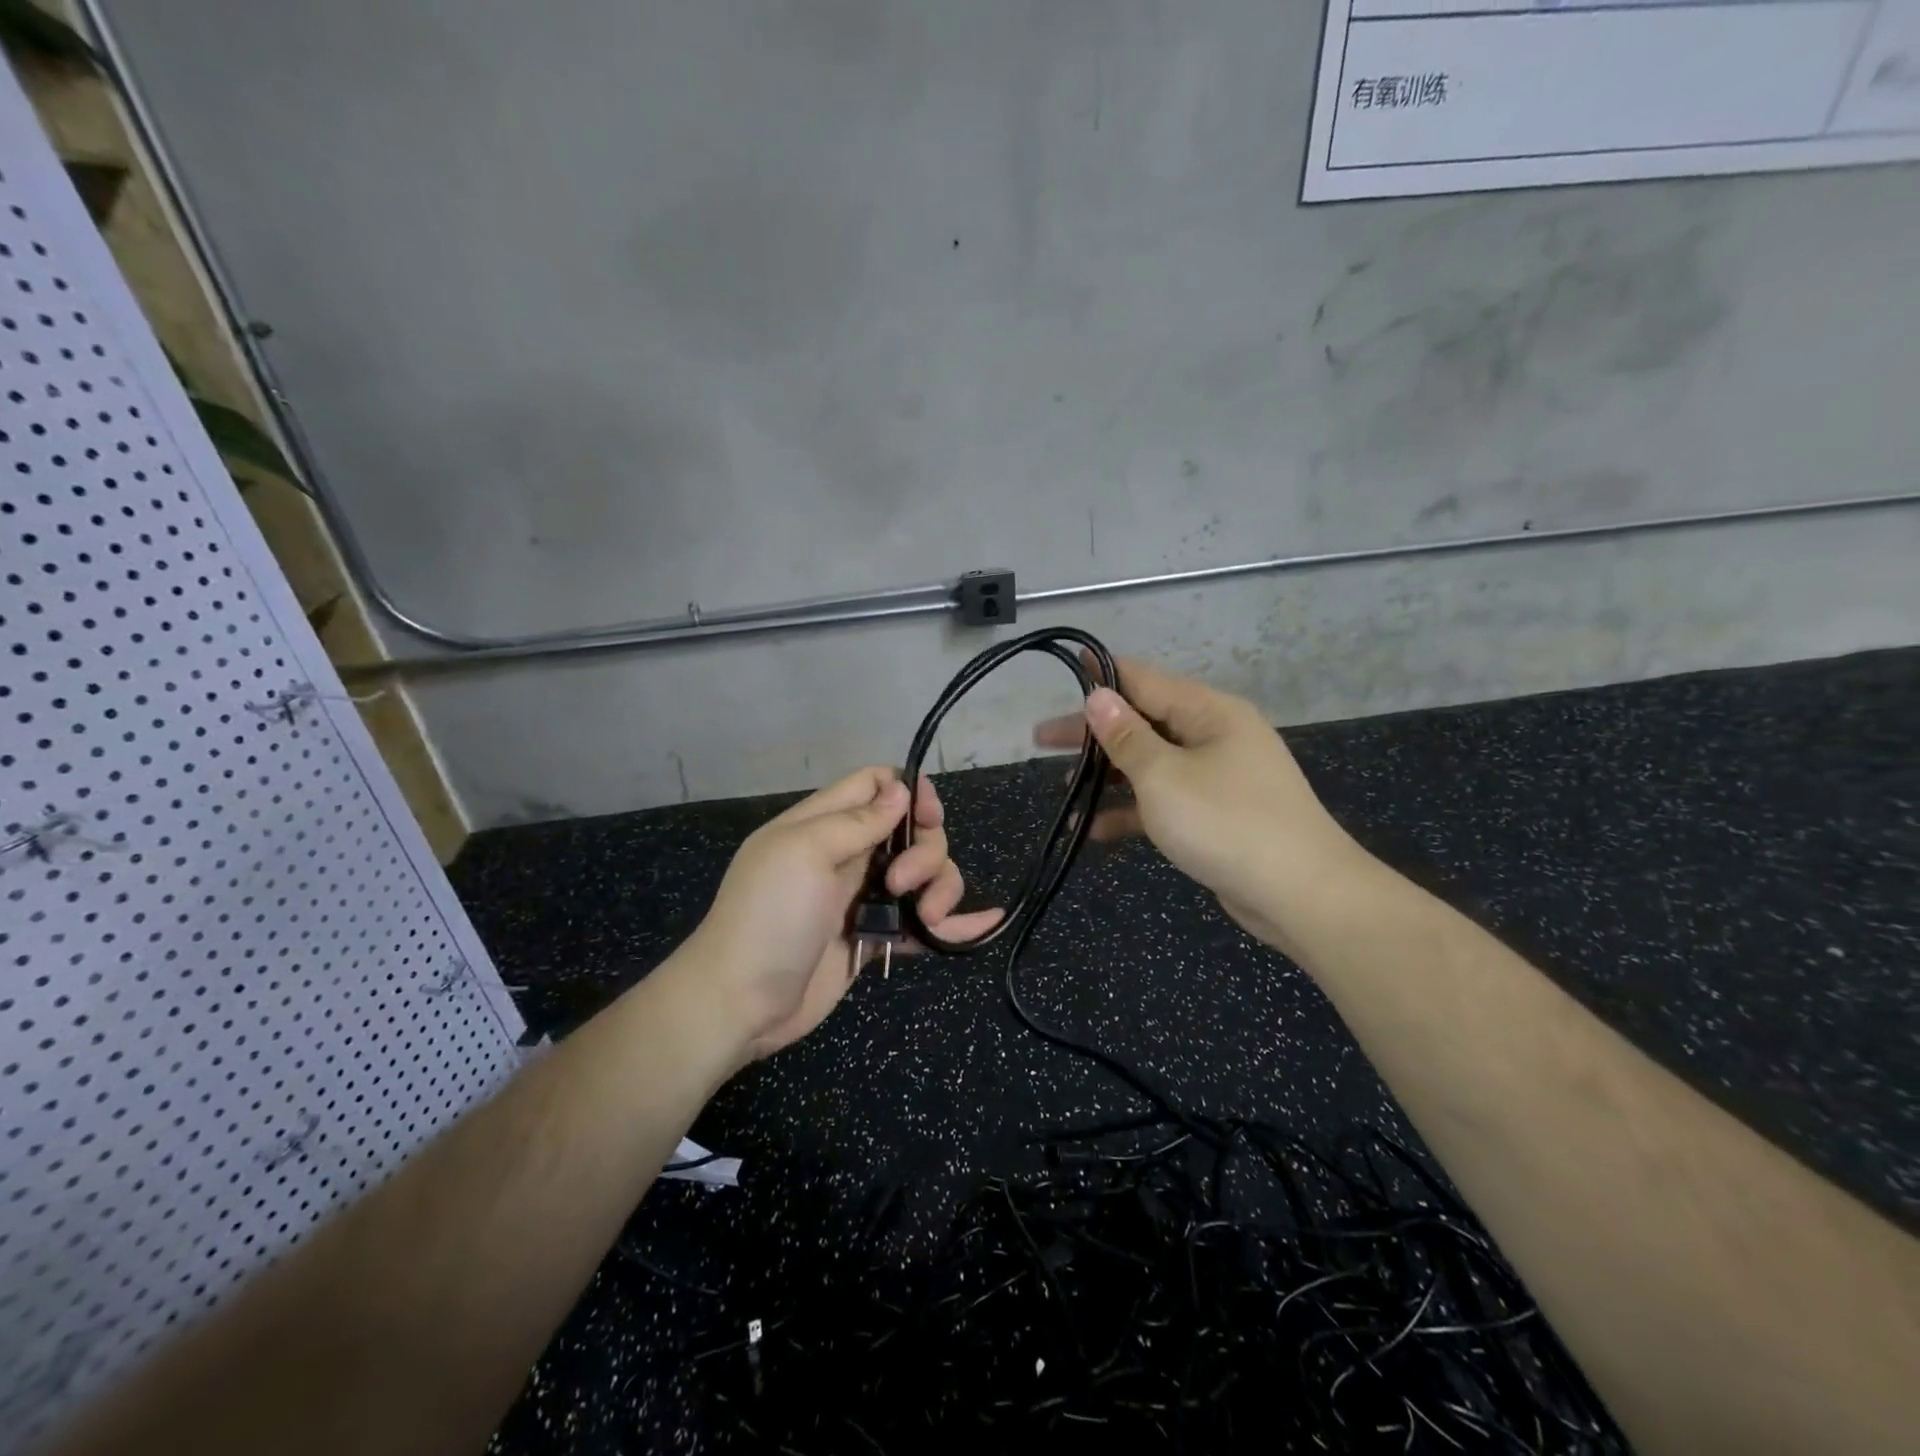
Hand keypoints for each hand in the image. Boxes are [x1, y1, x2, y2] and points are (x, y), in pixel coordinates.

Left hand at [685, 767, 1001, 1059]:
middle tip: (903, 883)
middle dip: (926, 851)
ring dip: (941, 888)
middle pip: (912, 831)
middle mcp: (850, 855)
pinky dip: (957, 922)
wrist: (741, 1003)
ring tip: (929, 919)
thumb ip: (856, 821)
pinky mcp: (878, 937)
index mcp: (825, 824)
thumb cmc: (768, 917)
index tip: (928, 815)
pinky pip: (923, 922)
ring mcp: (866, 898)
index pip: (876, 785)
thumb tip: (902, 789)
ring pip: (925, 874)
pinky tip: (987, 923)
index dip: (909, 791)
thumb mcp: (804, 853)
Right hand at [1034, 656, 1361, 942]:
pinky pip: (1165, 800)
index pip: (1144, 679)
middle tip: (1043, 741)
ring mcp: (1217, 776)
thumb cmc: (1227, 823)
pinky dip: (1132, 811)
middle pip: (1143, 723)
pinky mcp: (1215, 814)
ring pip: (1151, 764)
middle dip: (1094, 733)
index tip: (1065, 666)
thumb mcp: (1164, 777)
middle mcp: (1214, 736)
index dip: (1102, 674)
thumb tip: (1098, 696)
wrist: (1302, 895)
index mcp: (1208, 712)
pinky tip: (1094, 831)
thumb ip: (1126, 737)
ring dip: (1109, 776)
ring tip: (1064, 789)